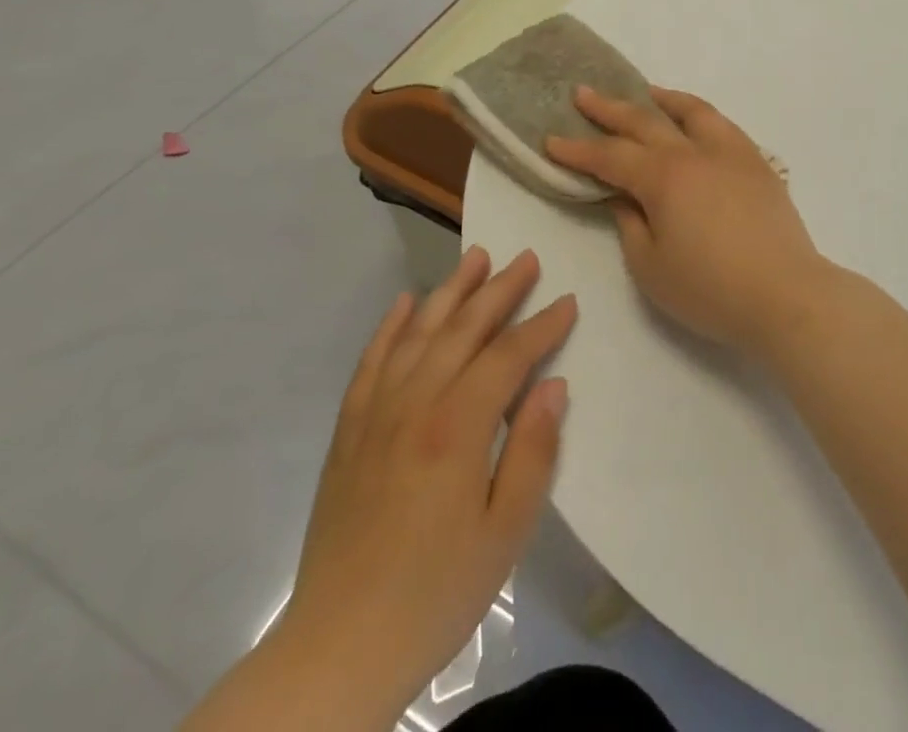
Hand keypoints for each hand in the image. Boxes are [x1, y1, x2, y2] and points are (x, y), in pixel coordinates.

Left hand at [279, 247, 575, 718]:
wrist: (338, 648)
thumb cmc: (437, 592)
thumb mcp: (505, 532)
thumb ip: (532, 451)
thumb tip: (552, 385)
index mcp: (457, 427)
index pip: (508, 356)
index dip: (542, 326)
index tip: (568, 302)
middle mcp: (415, 404)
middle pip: (463, 329)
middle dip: (499, 290)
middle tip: (527, 258)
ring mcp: (376, 413)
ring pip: (418, 333)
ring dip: (450, 292)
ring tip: (475, 258)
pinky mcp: (349, 431)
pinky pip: (371, 362)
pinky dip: (390, 326)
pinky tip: (405, 303)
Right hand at [546, 87, 829, 355]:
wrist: (786, 295)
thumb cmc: (711, 290)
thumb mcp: (651, 267)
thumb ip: (630, 224)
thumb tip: (624, 195)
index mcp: (663, 178)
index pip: (610, 156)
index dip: (578, 149)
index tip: (551, 138)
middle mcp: (695, 152)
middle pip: (645, 121)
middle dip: (609, 108)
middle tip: (583, 94)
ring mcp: (730, 152)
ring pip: (691, 110)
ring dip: (660, 99)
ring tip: (643, 92)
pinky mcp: (756, 162)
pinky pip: (721, 124)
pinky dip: (698, 113)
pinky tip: (694, 121)